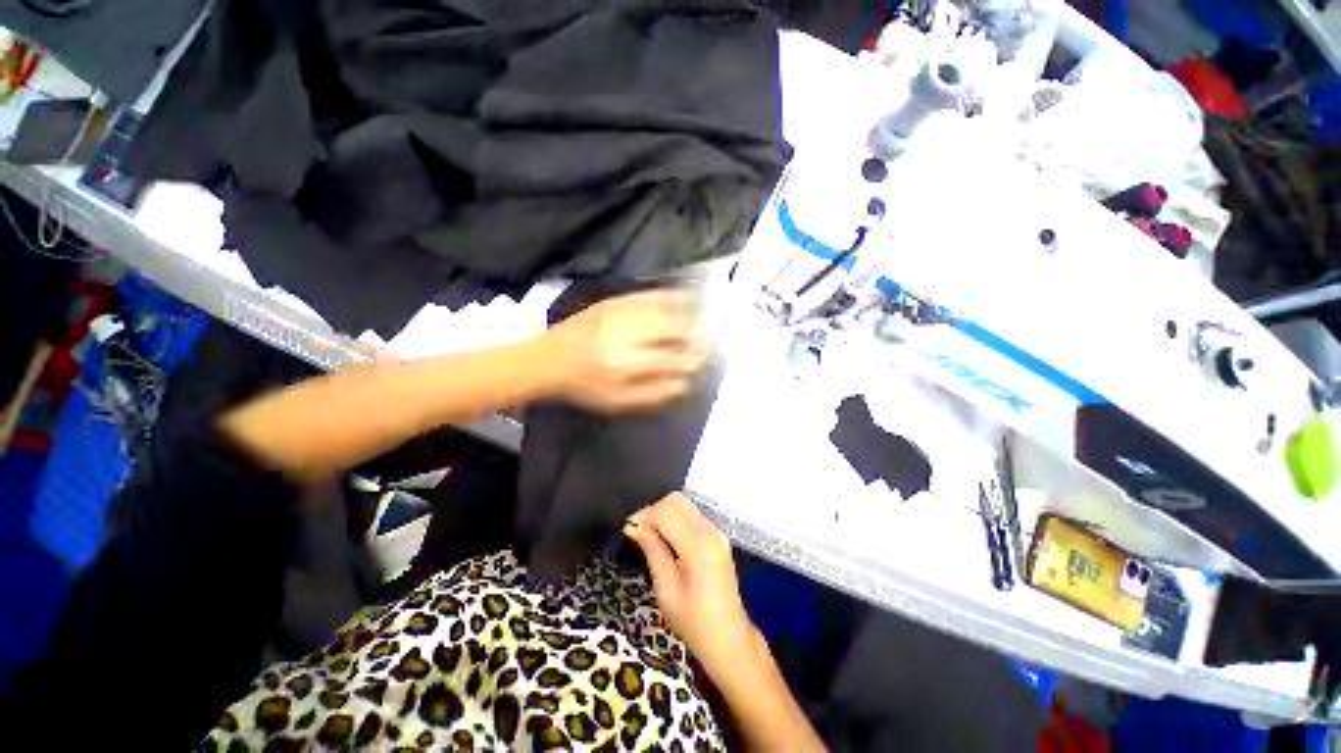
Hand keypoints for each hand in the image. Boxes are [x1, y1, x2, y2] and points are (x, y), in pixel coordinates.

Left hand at [536, 289, 705, 412]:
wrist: (548, 359)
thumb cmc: (584, 386)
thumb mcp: (618, 402)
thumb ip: (655, 394)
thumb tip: (686, 383)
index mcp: (627, 365)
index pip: (673, 360)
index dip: (694, 360)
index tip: (704, 361)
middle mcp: (627, 335)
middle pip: (673, 329)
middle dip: (696, 334)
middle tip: (708, 339)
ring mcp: (620, 313)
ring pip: (664, 309)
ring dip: (688, 313)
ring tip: (703, 318)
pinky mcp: (613, 301)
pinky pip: (648, 294)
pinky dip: (670, 295)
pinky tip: (684, 296)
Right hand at [624, 492, 755, 671]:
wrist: (728, 638)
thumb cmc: (693, 621)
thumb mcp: (666, 589)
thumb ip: (652, 549)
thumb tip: (632, 525)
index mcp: (698, 543)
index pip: (667, 511)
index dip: (644, 514)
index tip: (627, 528)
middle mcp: (710, 530)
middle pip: (676, 501)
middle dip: (653, 510)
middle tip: (637, 532)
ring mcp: (716, 531)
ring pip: (684, 505)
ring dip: (664, 514)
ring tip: (648, 536)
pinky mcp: (717, 536)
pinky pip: (692, 516)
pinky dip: (675, 520)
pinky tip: (665, 539)